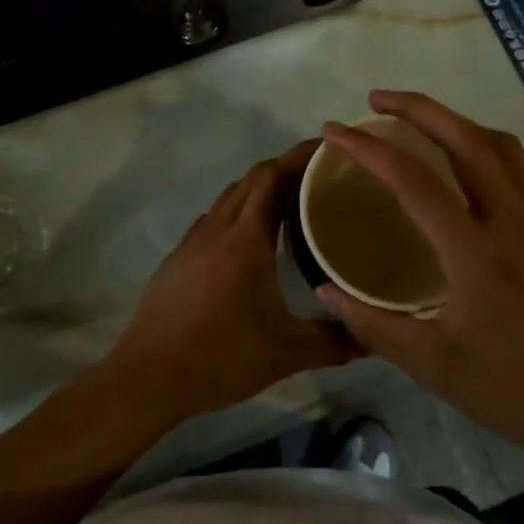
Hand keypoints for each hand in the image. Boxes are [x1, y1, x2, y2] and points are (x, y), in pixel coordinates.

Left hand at [105, 140, 360, 423]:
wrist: (149, 374)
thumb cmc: (220, 356)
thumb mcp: (286, 353)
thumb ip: (333, 341)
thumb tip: (374, 338)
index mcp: (246, 237)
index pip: (273, 177)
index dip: (299, 156)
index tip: (327, 149)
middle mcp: (218, 227)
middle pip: (252, 178)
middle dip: (285, 167)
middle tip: (319, 175)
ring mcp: (193, 240)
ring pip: (231, 196)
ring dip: (259, 188)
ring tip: (290, 200)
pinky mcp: (179, 256)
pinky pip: (215, 217)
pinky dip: (238, 211)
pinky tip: (251, 239)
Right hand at [315, 91, 523, 468]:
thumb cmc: (511, 391)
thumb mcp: (430, 365)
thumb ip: (370, 323)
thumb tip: (324, 288)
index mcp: (475, 253)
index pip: (413, 180)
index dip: (368, 148)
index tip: (336, 130)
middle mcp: (513, 222)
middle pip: (466, 139)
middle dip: (418, 107)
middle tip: (377, 99)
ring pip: (500, 145)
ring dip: (455, 120)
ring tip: (420, 120)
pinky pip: (520, 168)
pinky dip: (484, 146)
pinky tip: (464, 163)